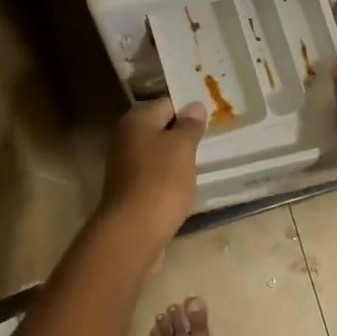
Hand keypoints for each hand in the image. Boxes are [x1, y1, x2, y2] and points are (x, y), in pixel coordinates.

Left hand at [97, 98, 207, 250]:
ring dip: (177, 158)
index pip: (167, 103)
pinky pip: (154, 175)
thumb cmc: (161, 181)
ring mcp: (124, 166)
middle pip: (160, 128)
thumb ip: (190, 125)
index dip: (190, 110)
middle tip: (210, 141)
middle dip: (184, 135)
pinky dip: (169, 178)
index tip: (212, 120)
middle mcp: (125, 138)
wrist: (134, 232)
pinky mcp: (129, 190)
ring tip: (201, 164)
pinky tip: (184, 186)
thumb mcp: (182, 147)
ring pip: (158, 153)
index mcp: (136, 121)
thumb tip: (194, 106)